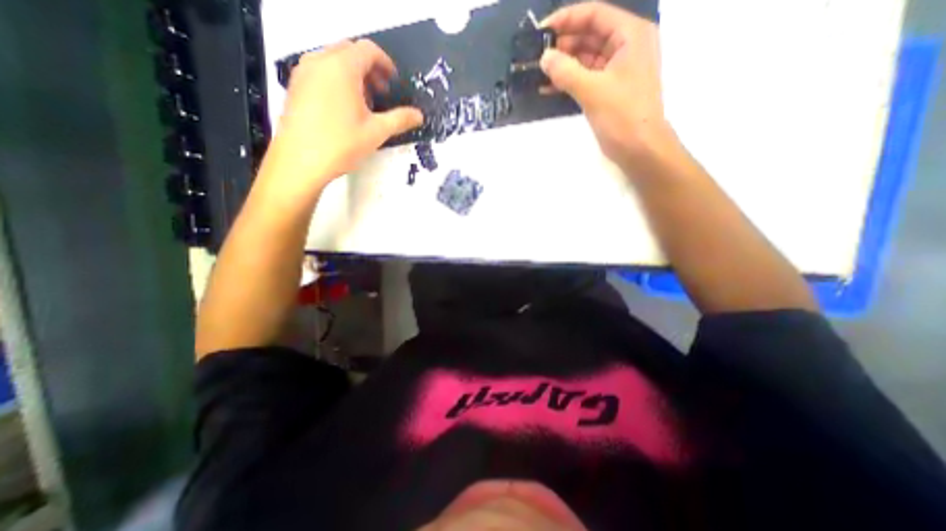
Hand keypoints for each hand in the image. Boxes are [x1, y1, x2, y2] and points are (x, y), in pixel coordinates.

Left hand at [269, 39, 425, 191]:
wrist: (300, 161)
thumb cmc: (341, 144)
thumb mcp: (377, 132)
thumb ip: (400, 119)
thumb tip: (418, 115)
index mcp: (342, 67)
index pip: (368, 50)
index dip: (385, 63)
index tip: (394, 81)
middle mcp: (319, 62)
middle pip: (349, 52)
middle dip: (369, 69)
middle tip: (381, 93)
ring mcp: (303, 73)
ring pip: (333, 61)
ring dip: (353, 75)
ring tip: (364, 103)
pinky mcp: (295, 87)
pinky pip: (320, 73)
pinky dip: (336, 81)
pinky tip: (344, 109)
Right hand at [544, 0, 674, 166]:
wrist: (639, 149)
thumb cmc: (622, 115)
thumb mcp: (592, 90)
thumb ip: (566, 71)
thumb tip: (544, 57)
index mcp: (630, 35)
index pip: (594, 15)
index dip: (566, 19)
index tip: (541, 31)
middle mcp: (625, 47)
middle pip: (589, 36)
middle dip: (562, 45)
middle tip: (536, 56)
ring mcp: (617, 70)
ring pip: (585, 59)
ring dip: (563, 65)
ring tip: (538, 72)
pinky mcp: (608, 90)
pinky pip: (585, 78)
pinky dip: (568, 81)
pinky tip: (548, 87)